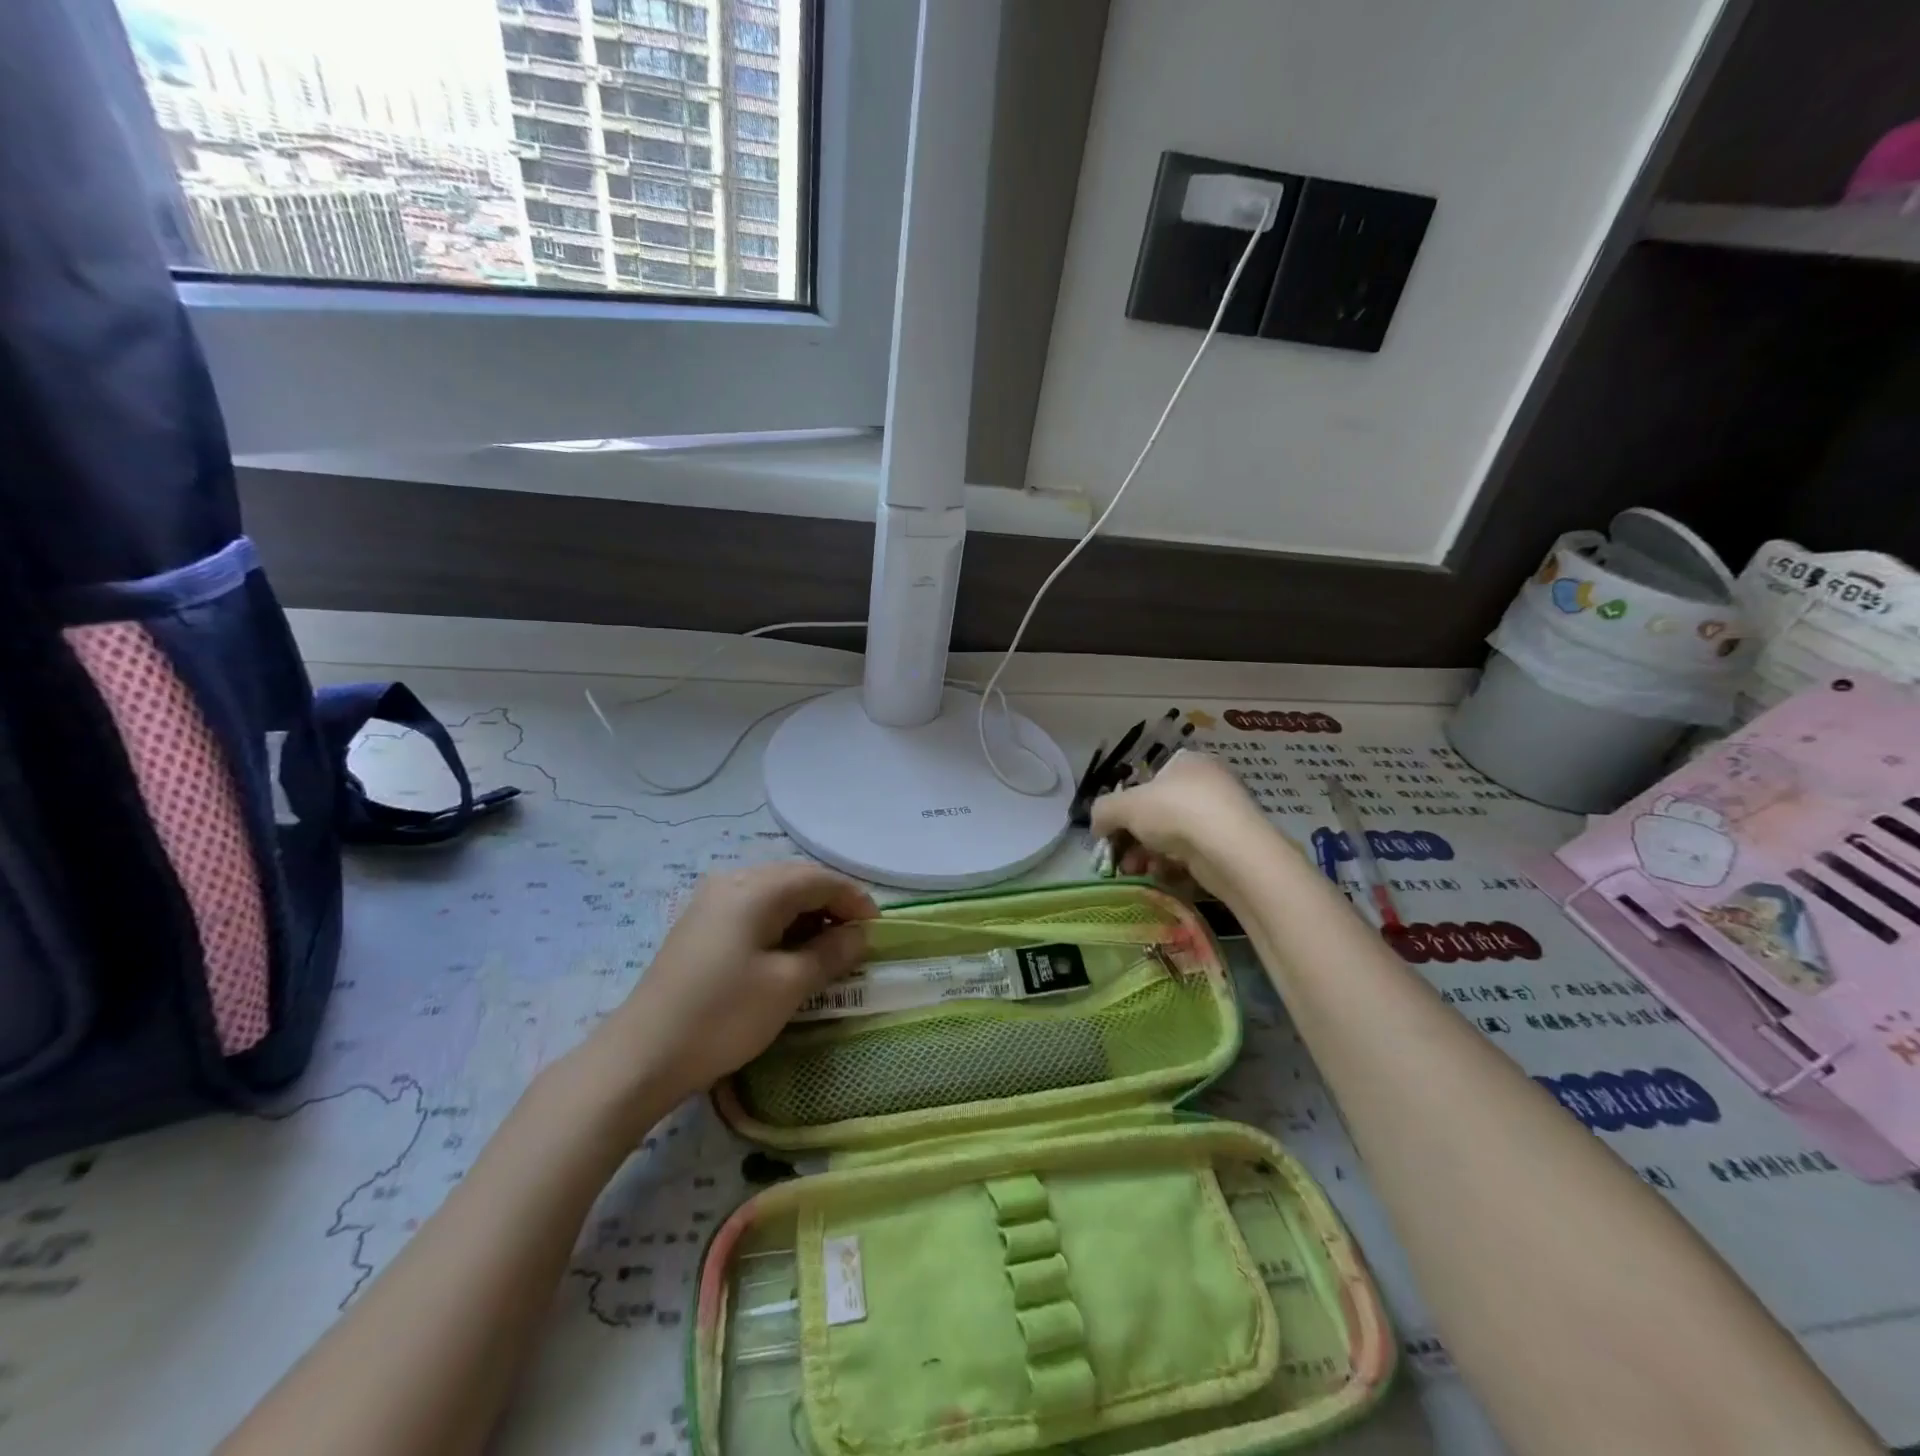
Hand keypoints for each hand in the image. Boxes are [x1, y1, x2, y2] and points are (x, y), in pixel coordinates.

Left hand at [585, 863, 876, 1115]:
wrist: (641, 1056)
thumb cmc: (723, 1016)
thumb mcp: (788, 985)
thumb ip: (831, 952)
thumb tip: (860, 934)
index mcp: (755, 889)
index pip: (819, 879)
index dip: (854, 899)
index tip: (877, 929)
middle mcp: (732, 881)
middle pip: (796, 880)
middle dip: (831, 905)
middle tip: (856, 939)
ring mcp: (711, 901)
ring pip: (774, 895)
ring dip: (806, 915)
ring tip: (827, 949)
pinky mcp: (700, 924)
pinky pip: (753, 910)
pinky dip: (780, 924)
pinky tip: (788, 952)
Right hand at [1090, 750, 1276, 895]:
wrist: (1230, 848)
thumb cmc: (1174, 811)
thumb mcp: (1124, 805)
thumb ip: (1102, 811)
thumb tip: (1097, 827)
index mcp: (1186, 762)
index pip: (1148, 780)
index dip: (1125, 806)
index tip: (1111, 831)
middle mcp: (1207, 783)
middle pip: (1158, 812)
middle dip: (1133, 837)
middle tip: (1119, 858)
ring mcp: (1222, 815)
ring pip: (1173, 836)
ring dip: (1148, 854)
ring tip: (1135, 871)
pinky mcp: (1231, 846)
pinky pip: (1193, 854)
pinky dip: (1174, 865)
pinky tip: (1161, 876)